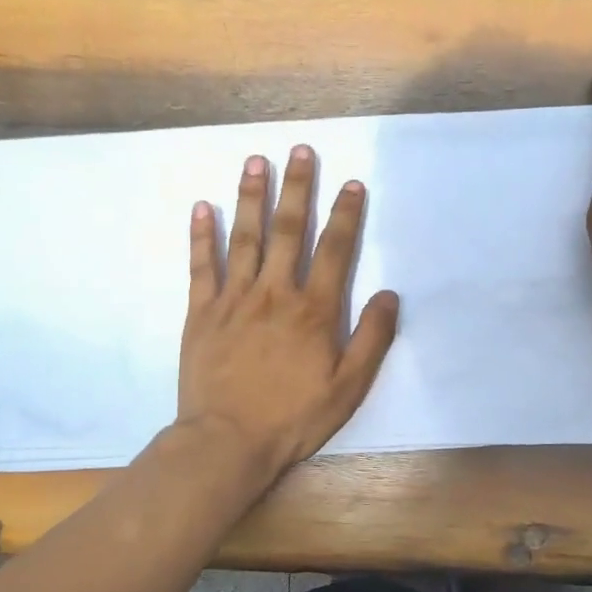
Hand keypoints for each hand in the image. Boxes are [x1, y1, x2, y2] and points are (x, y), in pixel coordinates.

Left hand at [178, 146, 398, 479]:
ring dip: (251, 197)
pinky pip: (201, 266)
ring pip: (244, 238)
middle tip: (301, 149)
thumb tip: (390, 295)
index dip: (346, 215)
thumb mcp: (348, 388)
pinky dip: (201, 235)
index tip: (352, 183)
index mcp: (313, 311)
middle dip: (297, 188)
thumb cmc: (293, 418)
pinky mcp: (201, 314)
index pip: (335, 251)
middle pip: (288, 231)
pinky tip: (203, 207)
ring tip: (256, 161)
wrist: (227, 441)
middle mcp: (274, 294)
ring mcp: (233, 300)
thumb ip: (372, 339)